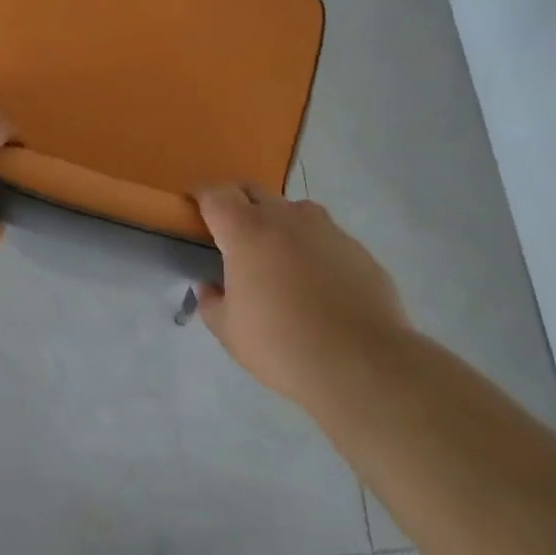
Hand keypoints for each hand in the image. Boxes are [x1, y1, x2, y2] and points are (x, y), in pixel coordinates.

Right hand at [194, 184, 409, 406]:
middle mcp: (285, 218)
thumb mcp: (230, 332)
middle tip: (232, 231)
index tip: (194, 204)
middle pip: (254, 191)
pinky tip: (318, 282)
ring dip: (279, 222)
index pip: (216, 195)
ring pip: (294, 210)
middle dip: (238, 202)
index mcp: (246, 231)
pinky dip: (313, 247)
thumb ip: (212, 303)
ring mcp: (325, 228)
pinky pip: (325, 236)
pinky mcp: (356, 247)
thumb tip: (210, 287)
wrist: (361, 363)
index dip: (201, 195)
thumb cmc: (282, 345)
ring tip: (279, 256)